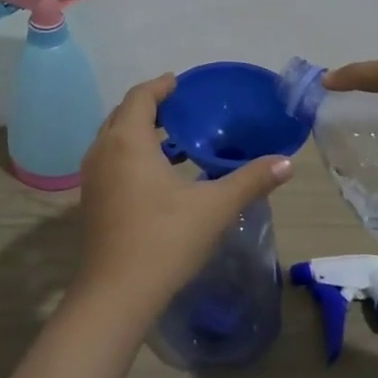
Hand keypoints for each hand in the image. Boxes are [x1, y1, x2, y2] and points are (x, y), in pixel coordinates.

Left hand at [76, 74, 294, 313]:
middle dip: (148, 106)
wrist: (117, 294)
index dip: (160, 86)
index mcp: (128, 141)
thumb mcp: (214, 207)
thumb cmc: (165, 240)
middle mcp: (103, 151)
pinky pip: (109, 160)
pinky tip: (156, 175)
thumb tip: (286, 162)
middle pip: (122, 114)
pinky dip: (129, 153)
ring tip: (172, 138)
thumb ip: (251, 180)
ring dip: (137, 131)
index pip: (140, 97)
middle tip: (179, 108)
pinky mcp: (90, 200)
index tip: (180, 83)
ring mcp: (92, 177)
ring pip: (112, 138)